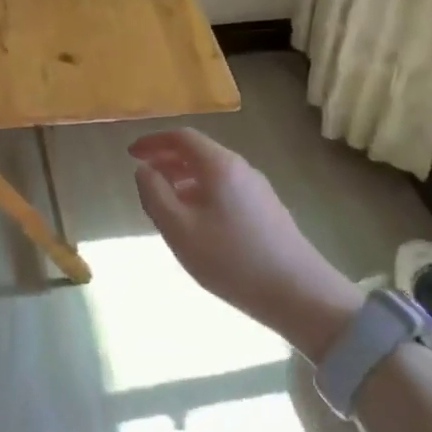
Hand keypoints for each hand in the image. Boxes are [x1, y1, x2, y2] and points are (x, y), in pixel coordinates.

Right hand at [128, 129, 362, 360]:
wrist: (300, 294)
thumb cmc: (232, 259)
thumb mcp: (180, 229)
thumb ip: (155, 195)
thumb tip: (143, 169)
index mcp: (219, 165)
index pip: (182, 137)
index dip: (153, 141)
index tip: (131, 154)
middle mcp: (241, 169)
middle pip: (199, 152)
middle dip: (167, 160)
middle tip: (144, 177)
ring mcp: (258, 189)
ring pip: (213, 172)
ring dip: (184, 178)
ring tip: (165, 202)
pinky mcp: (268, 210)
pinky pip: (226, 189)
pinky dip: (202, 193)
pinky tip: (197, 222)